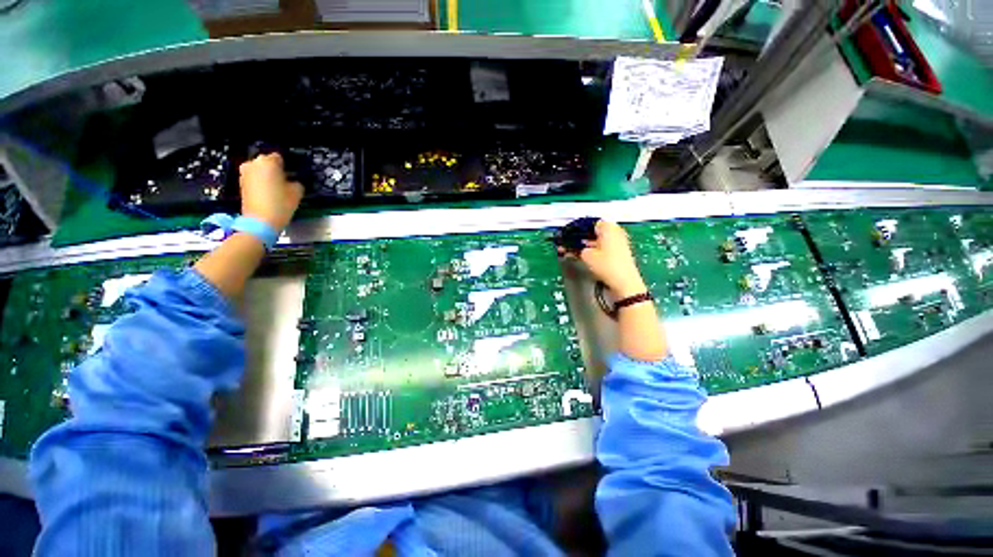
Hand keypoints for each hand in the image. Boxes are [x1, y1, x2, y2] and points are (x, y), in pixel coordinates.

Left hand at [239, 153, 303, 230]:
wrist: (260, 221)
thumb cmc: (280, 204)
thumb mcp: (297, 192)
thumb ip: (296, 182)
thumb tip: (292, 181)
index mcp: (269, 162)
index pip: (279, 157)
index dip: (286, 166)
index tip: (291, 175)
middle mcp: (254, 163)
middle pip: (266, 162)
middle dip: (274, 170)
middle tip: (284, 181)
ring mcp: (245, 173)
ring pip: (259, 170)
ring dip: (266, 176)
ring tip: (276, 188)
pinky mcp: (241, 183)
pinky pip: (254, 178)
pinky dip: (260, 183)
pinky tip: (267, 193)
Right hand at [568, 220, 646, 297]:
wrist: (624, 283)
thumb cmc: (608, 265)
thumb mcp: (586, 255)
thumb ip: (577, 248)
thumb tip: (573, 247)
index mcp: (609, 227)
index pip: (589, 223)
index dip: (577, 230)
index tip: (568, 235)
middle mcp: (616, 232)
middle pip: (594, 232)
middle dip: (580, 239)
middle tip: (568, 245)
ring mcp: (619, 243)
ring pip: (598, 241)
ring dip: (585, 246)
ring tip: (572, 252)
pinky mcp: (619, 254)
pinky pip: (603, 249)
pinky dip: (593, 252)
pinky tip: (583, 257)